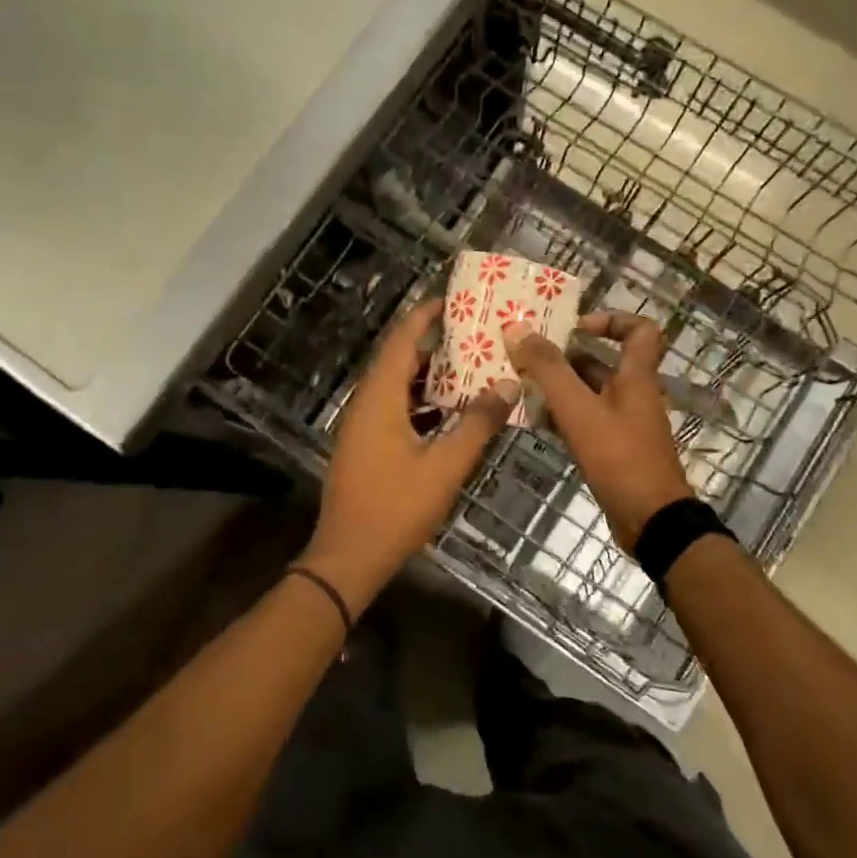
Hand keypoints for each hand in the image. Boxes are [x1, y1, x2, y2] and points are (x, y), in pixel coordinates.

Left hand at [298, 301, 516, 609]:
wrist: (349, 557)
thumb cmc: (396, 508)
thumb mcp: (445, 466)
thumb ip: (477, 424)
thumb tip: (507, 385)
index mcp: (379, 398)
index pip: (401, 340)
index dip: (424, 316)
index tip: (453, 300)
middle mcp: (366, 404)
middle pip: (398, 360)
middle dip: (433, 344)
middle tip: (473, 332)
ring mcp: (362, 426)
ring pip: (397, 387)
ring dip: (429, 376)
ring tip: (470, 366)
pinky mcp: (365, 446)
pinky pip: (394, 410)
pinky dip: (421, 403)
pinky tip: (451, 411)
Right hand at [503, 311, 693, 551]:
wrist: (650, 520)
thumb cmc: (619, 456)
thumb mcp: (579, 409)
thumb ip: (548, 369)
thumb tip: (517, 328)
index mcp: (636, 377)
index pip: (639, 330)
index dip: (611, 319)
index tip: (575, 326)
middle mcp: (633, 396)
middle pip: (602, 363)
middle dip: (566, 358)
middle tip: (529, 357)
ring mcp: (624, 425)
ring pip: (589, 394)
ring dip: (559, 389)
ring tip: (521, 386)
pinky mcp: (613, 450)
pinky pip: (585, 422)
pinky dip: (562, 417)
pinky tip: (534, 422)